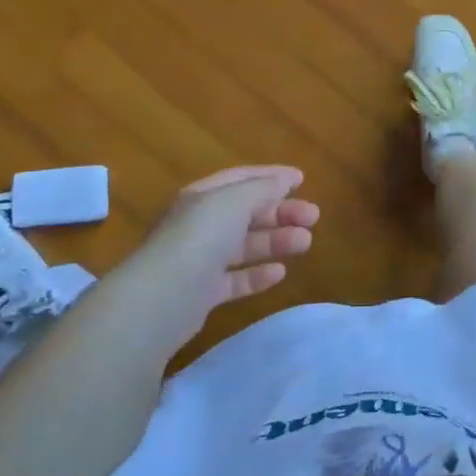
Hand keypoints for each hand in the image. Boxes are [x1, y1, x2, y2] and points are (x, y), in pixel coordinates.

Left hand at [130, 166, 318, 349]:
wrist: (161, 298)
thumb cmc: (200, 238)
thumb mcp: (234, 201)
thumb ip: (263, 188)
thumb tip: (285, 180)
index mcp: (203, 197)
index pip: (241, 179)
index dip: (271, 176)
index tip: (302, 180)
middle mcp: (200, 225)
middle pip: (247, 213)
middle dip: (281, 212)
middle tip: (313, 217)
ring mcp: (200, 260)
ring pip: (245, 245)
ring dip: (276, 241)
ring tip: (305, 243)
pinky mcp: (203, 293)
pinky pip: (236, 279)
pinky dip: (258, 274)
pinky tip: (279, 273)